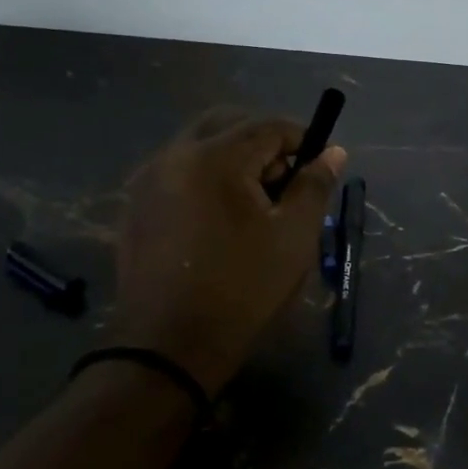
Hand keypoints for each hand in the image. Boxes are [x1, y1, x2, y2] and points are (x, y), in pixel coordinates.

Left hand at [110, 109, 346, 394]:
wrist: (169, 345)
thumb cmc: (242, 288)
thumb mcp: (294, 237)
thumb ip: (314, 186)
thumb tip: (332, 152)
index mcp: (215, 158)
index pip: (269, 125)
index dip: (302, 138)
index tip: (319, 166)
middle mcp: (175, 155)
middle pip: (228, 123)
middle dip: (263, 141)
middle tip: (284, 181)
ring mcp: (148, 179)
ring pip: (199, 143)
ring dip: (232, 156)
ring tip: (252, 202)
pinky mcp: (135, 204)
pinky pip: (177, 169)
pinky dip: (204, 175)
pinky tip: (218, 217)